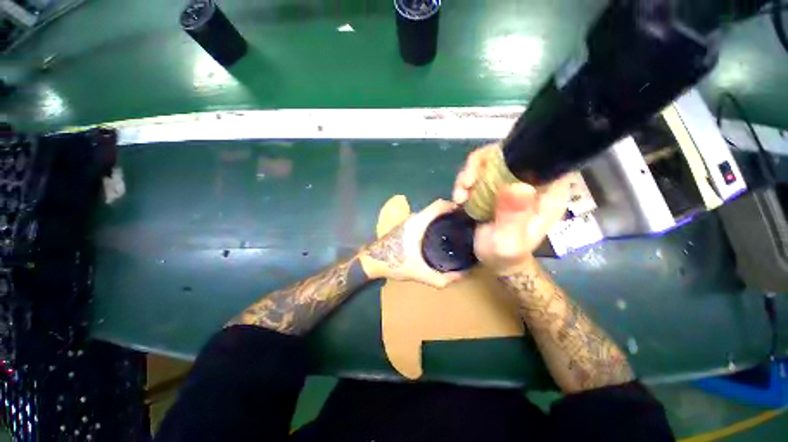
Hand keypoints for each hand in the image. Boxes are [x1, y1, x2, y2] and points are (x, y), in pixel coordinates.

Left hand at [360, 199, 465, 287]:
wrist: (371, 261)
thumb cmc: (394, 263)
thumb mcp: (419, 273)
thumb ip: (441, 278)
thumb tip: (462, 276)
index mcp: (418, 222)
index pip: (439, 204)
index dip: (454, 206)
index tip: (467, 215)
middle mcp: (414, 216)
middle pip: (436, 208)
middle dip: (451, 214)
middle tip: (464, 226)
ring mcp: (408, 220)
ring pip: (429, 213)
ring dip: (442, 218)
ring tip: (455, 230)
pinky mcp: (405, 225)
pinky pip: (424, 218)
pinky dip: (434, 222)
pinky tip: (439, 235)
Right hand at [453, 144, 570, 273]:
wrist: (494, 259)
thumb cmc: (506, 253)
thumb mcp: (509, 240)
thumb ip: (514, 216)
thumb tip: (519, 186)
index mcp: (547, 191)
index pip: (539, 156)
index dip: (514, 153)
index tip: (489, 170)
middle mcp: (529, 181)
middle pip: (507, 153)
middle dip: (480, 165)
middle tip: (466, 185)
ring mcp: (509, 182)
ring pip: (488, 161)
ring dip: (468, 174)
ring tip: (459, 196)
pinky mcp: (493, 187)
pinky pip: (477, 173)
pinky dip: (464, 182)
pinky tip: (459, 198)